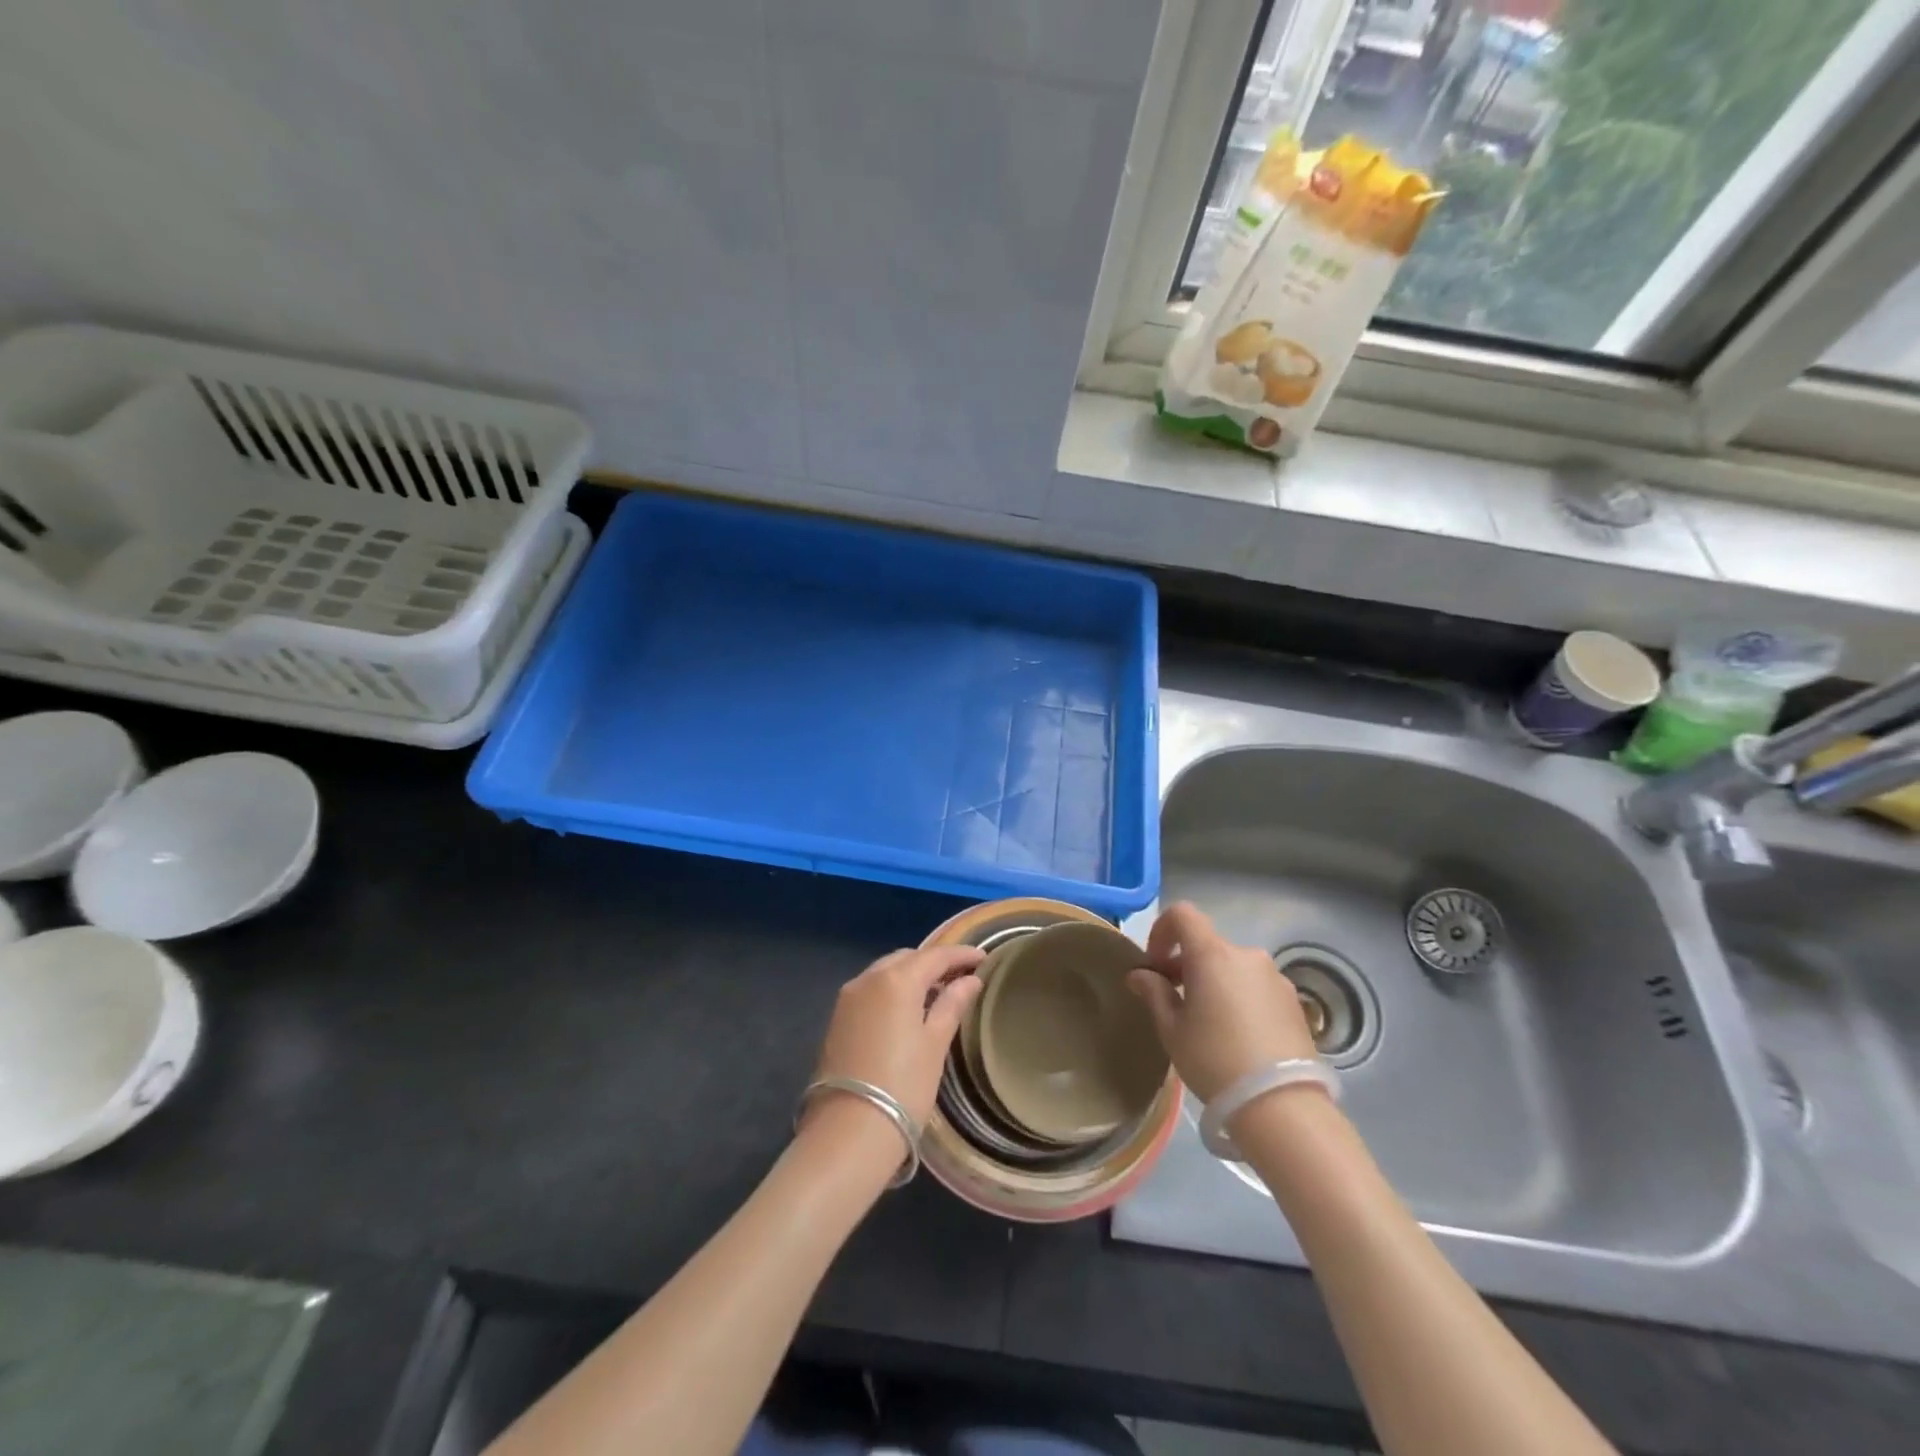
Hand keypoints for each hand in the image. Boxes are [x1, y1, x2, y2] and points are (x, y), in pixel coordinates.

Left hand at [809, 945, 984, 1128]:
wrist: (848, 1132)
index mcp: (896, 980)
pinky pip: (870, 991)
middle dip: (933, 963)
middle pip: (907, 959)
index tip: (983, 958)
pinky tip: (907, 1009)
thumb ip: (952, 1005)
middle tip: (960, 977)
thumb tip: (970, 980)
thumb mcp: (935, 1044)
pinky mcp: (836, 1019)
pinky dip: (891, 991)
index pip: (935, 956)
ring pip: (885, 973)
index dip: (960, 954)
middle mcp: (867, 979)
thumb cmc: (903, 1086)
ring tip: (936, 992)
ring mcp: (847, 998)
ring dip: (910, 976)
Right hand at [1127, 902, 1317, 1102]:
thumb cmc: (1215, 1061)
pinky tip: (1238, 1035)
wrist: (1282, 1106)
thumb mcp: (1172, 1030)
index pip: (1183, 915)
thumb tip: (1140, 975)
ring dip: (1215, 981)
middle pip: (1208, 944)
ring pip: (1234, 967)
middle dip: (1187, 964)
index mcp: (1212, 954)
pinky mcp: (1294, 1002)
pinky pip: (1256, 986)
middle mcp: (1247, 955)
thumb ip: (1154, 994)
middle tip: (1175, 999)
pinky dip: (1240, 996)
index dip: (1162, 930)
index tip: (1154, 963)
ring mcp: (1275, 977)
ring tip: (1209, 1022)